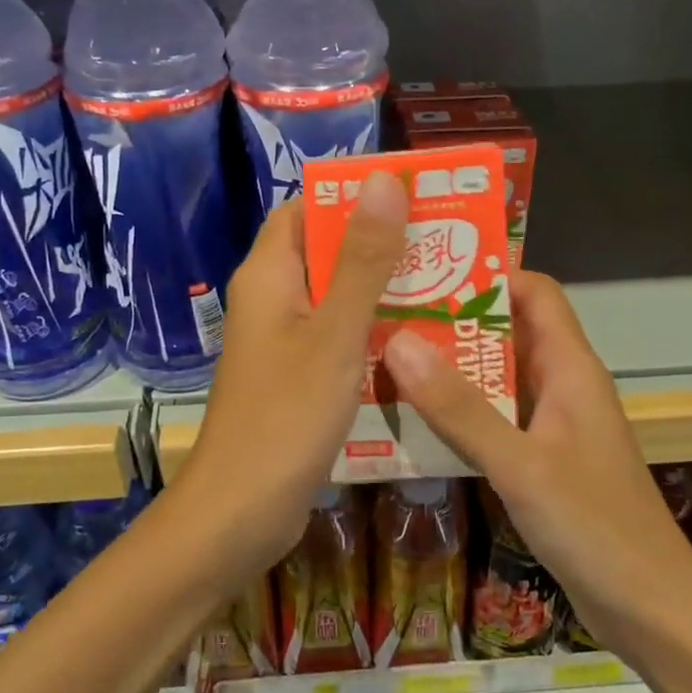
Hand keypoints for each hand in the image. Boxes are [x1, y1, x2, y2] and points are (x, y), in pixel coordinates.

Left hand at [174, 173, 407, 588]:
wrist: (241, 512)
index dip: (353, 195)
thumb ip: (361, 259)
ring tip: (450, 282)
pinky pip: (340, 338)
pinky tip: (423, 339)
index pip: (306, 209)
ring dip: (385, 290)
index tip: (413, 193)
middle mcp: (273, 300)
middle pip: (327, 251)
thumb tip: (383, 180)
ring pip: (338, 298)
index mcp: (269, 275)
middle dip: (382, 243)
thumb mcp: (335, 333)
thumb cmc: (285, 416)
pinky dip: (375, 332)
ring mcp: (284, 342)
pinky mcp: (298, 378)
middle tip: (448, 240)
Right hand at [381, 272, 691, 650]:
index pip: (535, 292)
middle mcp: (562, 385)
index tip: (428, 271)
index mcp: (570, 368)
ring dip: (450, 367)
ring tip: (387, 358)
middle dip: (453, 320)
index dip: (487, 274)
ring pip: (496, 377)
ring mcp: (552, 424)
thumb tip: (399, 341)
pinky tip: (414, 420)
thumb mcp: (520, 464)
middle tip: (388, 314)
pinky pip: (495, 418)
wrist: (650, 610)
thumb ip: (459, 407)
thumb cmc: (595, 527)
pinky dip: (458, 411)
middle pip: (507, 330)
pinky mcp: (541, 459)